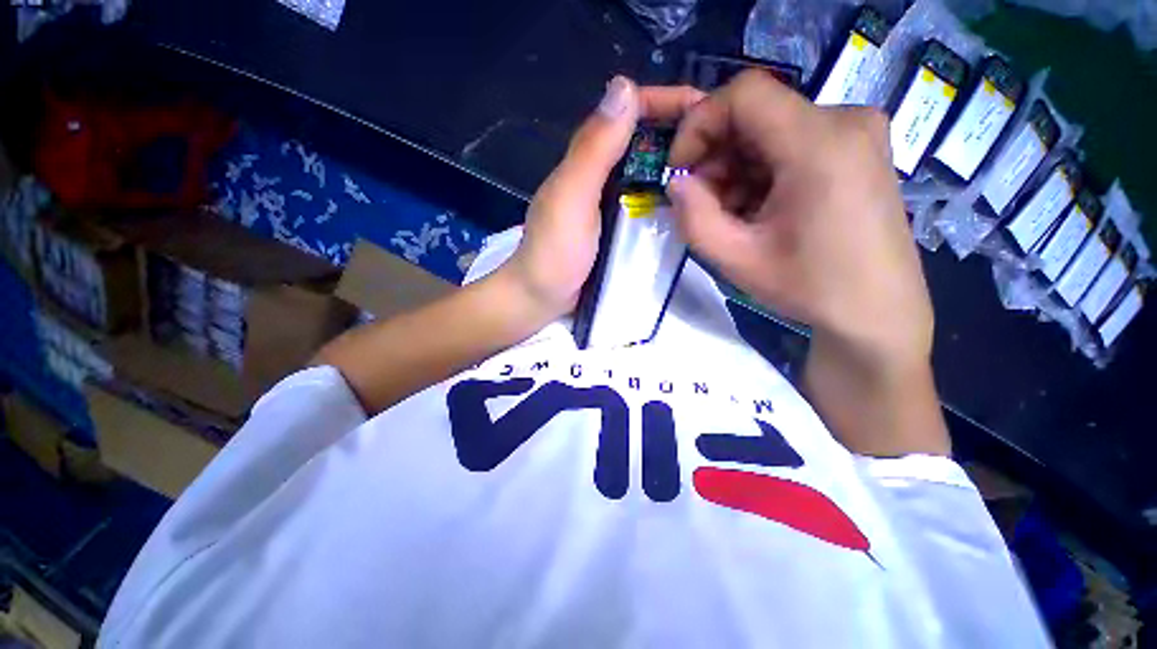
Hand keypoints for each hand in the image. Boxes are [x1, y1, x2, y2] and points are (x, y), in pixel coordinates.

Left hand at [503, 77, 704, 323]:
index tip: (708, 109)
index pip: (629, 111)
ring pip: (648, 170)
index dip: (666, 102)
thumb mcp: (571, 197)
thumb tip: (624, 85)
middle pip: (644, 139)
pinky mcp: (616, 225)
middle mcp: (600, 173)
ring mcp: (609, 201)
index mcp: (587, 158)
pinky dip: (668, 196)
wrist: (542, 296)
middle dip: (681, 134)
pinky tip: (689, 202)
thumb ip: (594, 149)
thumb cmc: (555, 250)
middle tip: (724, 147)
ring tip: (718, 172)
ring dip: (678, 166)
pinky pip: (646, 201)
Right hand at [666, 70, 932, 372]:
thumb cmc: (810, 288)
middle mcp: (846, 120)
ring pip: (771, 130)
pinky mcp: (859, 148)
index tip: (681, 170)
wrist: (878, 312)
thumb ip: (694, 218)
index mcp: (820, 143)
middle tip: (703, 204)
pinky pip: (793, 143)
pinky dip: (762, 172)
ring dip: (737, 169)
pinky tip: (760, 210)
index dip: (699, 124)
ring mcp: (858, 131)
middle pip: (757, 113)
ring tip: (733, 215)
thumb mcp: (736, 259)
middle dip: (717, 156)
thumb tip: (677, 183)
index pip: (744, 94)